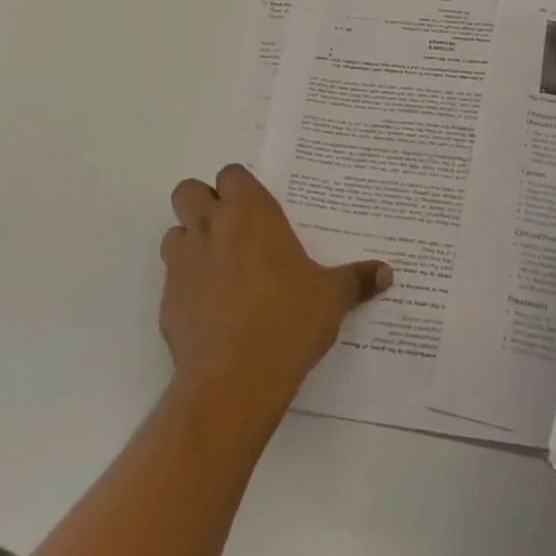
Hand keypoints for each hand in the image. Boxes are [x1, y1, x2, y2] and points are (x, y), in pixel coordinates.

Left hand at [159, 164, 391, 422]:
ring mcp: (183, 262)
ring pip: (174, 230)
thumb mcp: (332, 298)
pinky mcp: (167, 299)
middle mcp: (211, 226)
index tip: (256, 209)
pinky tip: (210, 308)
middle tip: (230, 229)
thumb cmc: (288, 322)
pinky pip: (172, 276)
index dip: (240, 187)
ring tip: (217, 266)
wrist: (233, 381)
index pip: (231, 174)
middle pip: (189, 190)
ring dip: (190, 240)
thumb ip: (357, 279)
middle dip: (204, 202)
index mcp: (250, 213)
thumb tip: (387, 273)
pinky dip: (186, 283)